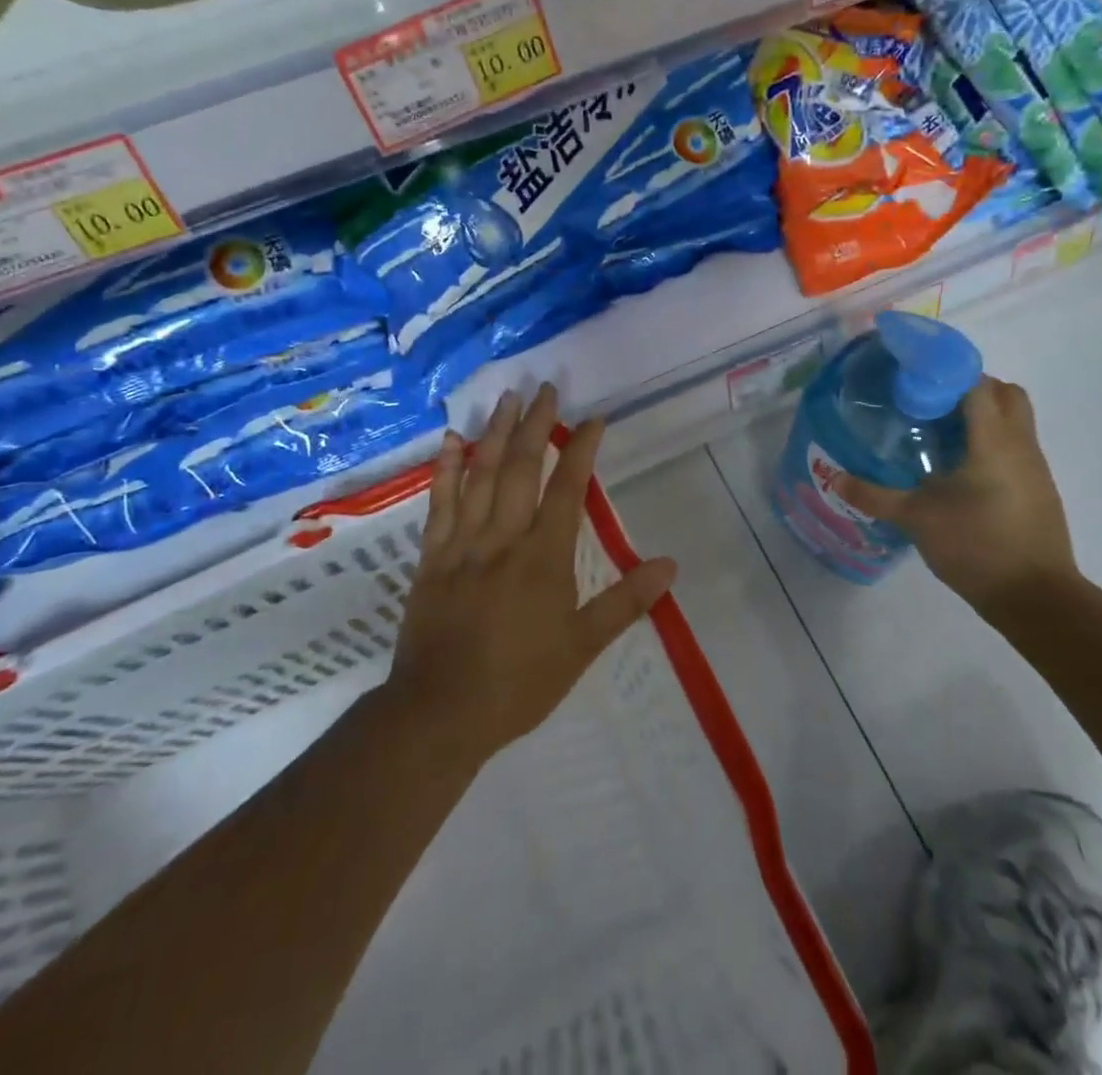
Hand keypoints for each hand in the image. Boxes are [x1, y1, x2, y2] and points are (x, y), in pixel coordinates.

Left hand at [386, 385, 677, 763]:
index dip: (580, 449)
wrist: (441, 711)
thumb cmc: (519, 682)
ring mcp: (462, 543)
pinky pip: (439, 502)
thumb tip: (670, 565)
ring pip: (479, 475)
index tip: (593, 419)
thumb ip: (625, 602)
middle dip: (536, 425)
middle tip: (545, 389)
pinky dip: (446, 468)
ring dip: (495, 433)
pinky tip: (453, 440)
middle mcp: (503, 538)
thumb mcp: (581, 647)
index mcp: (544, 557)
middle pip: (520, 468)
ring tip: (507, 398)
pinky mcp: (431, 556)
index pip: (567, 488)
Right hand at [833, 375, 1079, 609]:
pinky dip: (990, 442)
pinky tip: (959, 469)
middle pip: (1005, 393)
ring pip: (1014, 419)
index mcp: (993, 441)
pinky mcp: (1038, 489)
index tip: (913, 380)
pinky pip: (1016, 446)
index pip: (977, 384)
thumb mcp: (916, 518)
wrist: (1036, 597)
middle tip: (930, 404)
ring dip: (982, 415)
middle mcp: (1020, 444)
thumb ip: (874, 495)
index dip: (945, 374)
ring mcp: (1035, 467)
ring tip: (939, 434)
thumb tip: (834, 477)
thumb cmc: (976, 546)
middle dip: (970, 388)